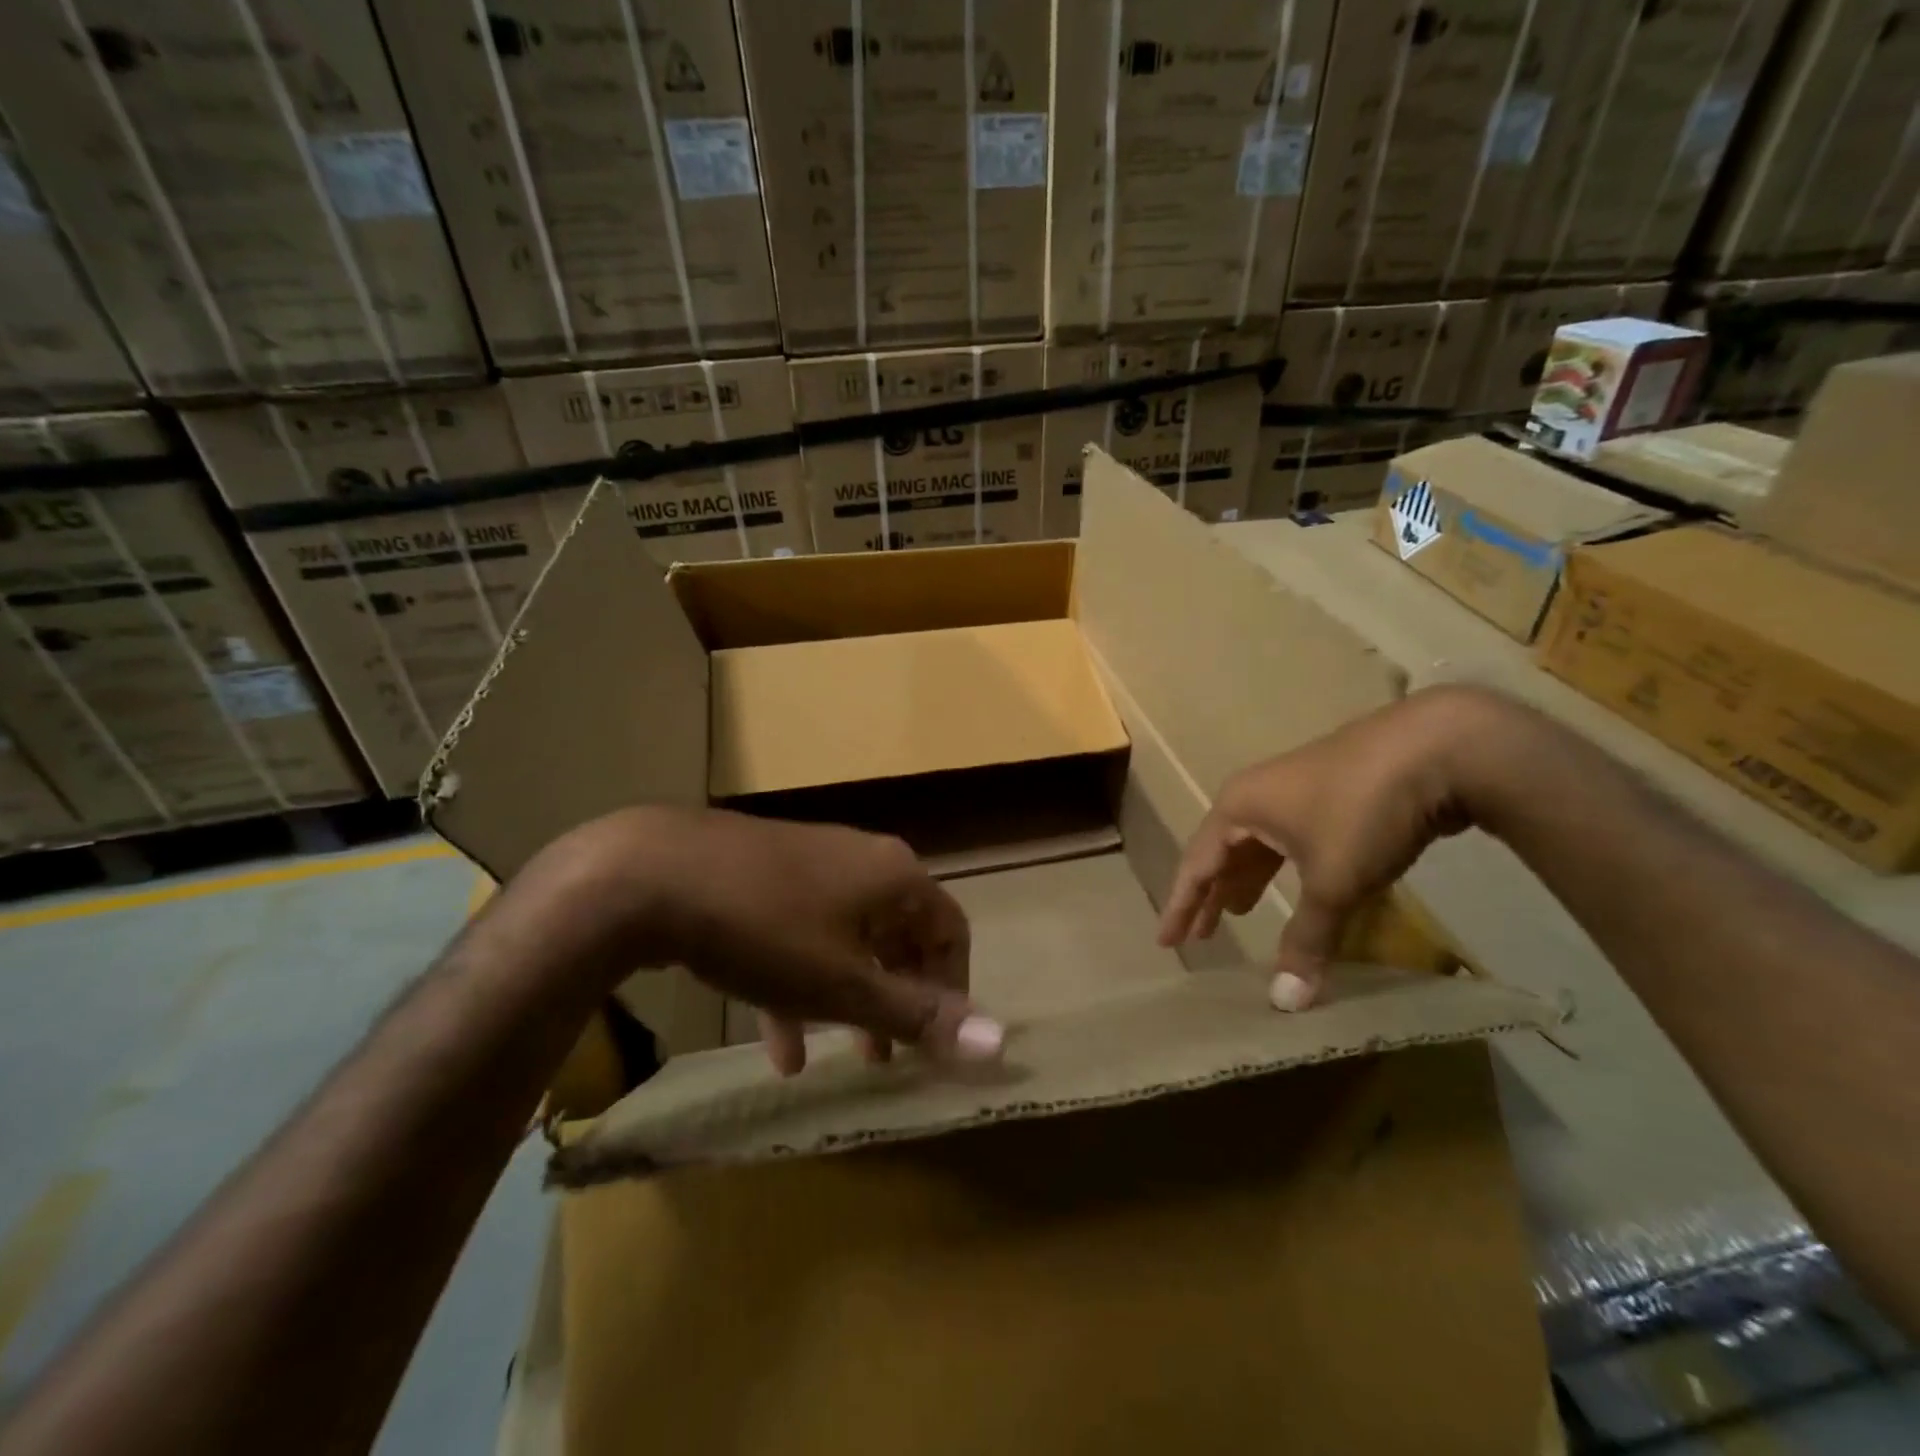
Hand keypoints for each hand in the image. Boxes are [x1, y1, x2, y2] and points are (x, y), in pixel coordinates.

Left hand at [549, 806, 1002, 1074]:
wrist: (651, 874)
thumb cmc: (766, 929)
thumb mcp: (844, 984)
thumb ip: (918, 1014)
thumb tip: (1001, 1042)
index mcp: (894, 875)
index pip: (949, 930)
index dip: (951, 989)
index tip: (934, 1041)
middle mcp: (861, 860)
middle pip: (899, 934)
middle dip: (898, 998)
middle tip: (891, 1056)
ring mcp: (809, 864)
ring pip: (848, 940)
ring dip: (850, 999)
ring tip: (847, 1057)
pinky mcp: (764, 876)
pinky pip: (800, 935)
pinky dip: (800, 985)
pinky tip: (780, 1044)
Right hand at [1157, 687, 1505, 1009]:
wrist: (1437, 747)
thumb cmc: (1362, 811)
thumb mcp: (1332, 881)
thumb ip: (1307, 939)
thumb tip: (1286, 1003)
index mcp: (1239, 808)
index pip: (1197, 865)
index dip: (1182, 906)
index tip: (1166, 942)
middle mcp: (1256, 795)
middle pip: (1222, 853)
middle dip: (1211, 895)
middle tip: (1200, 936)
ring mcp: (1294, 789)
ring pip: (1258, 845)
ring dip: (1247, 880)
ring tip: (1238, 913)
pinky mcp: (1330, 791)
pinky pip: (1289, 839)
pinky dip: (1282, 869)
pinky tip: (1295, 885)